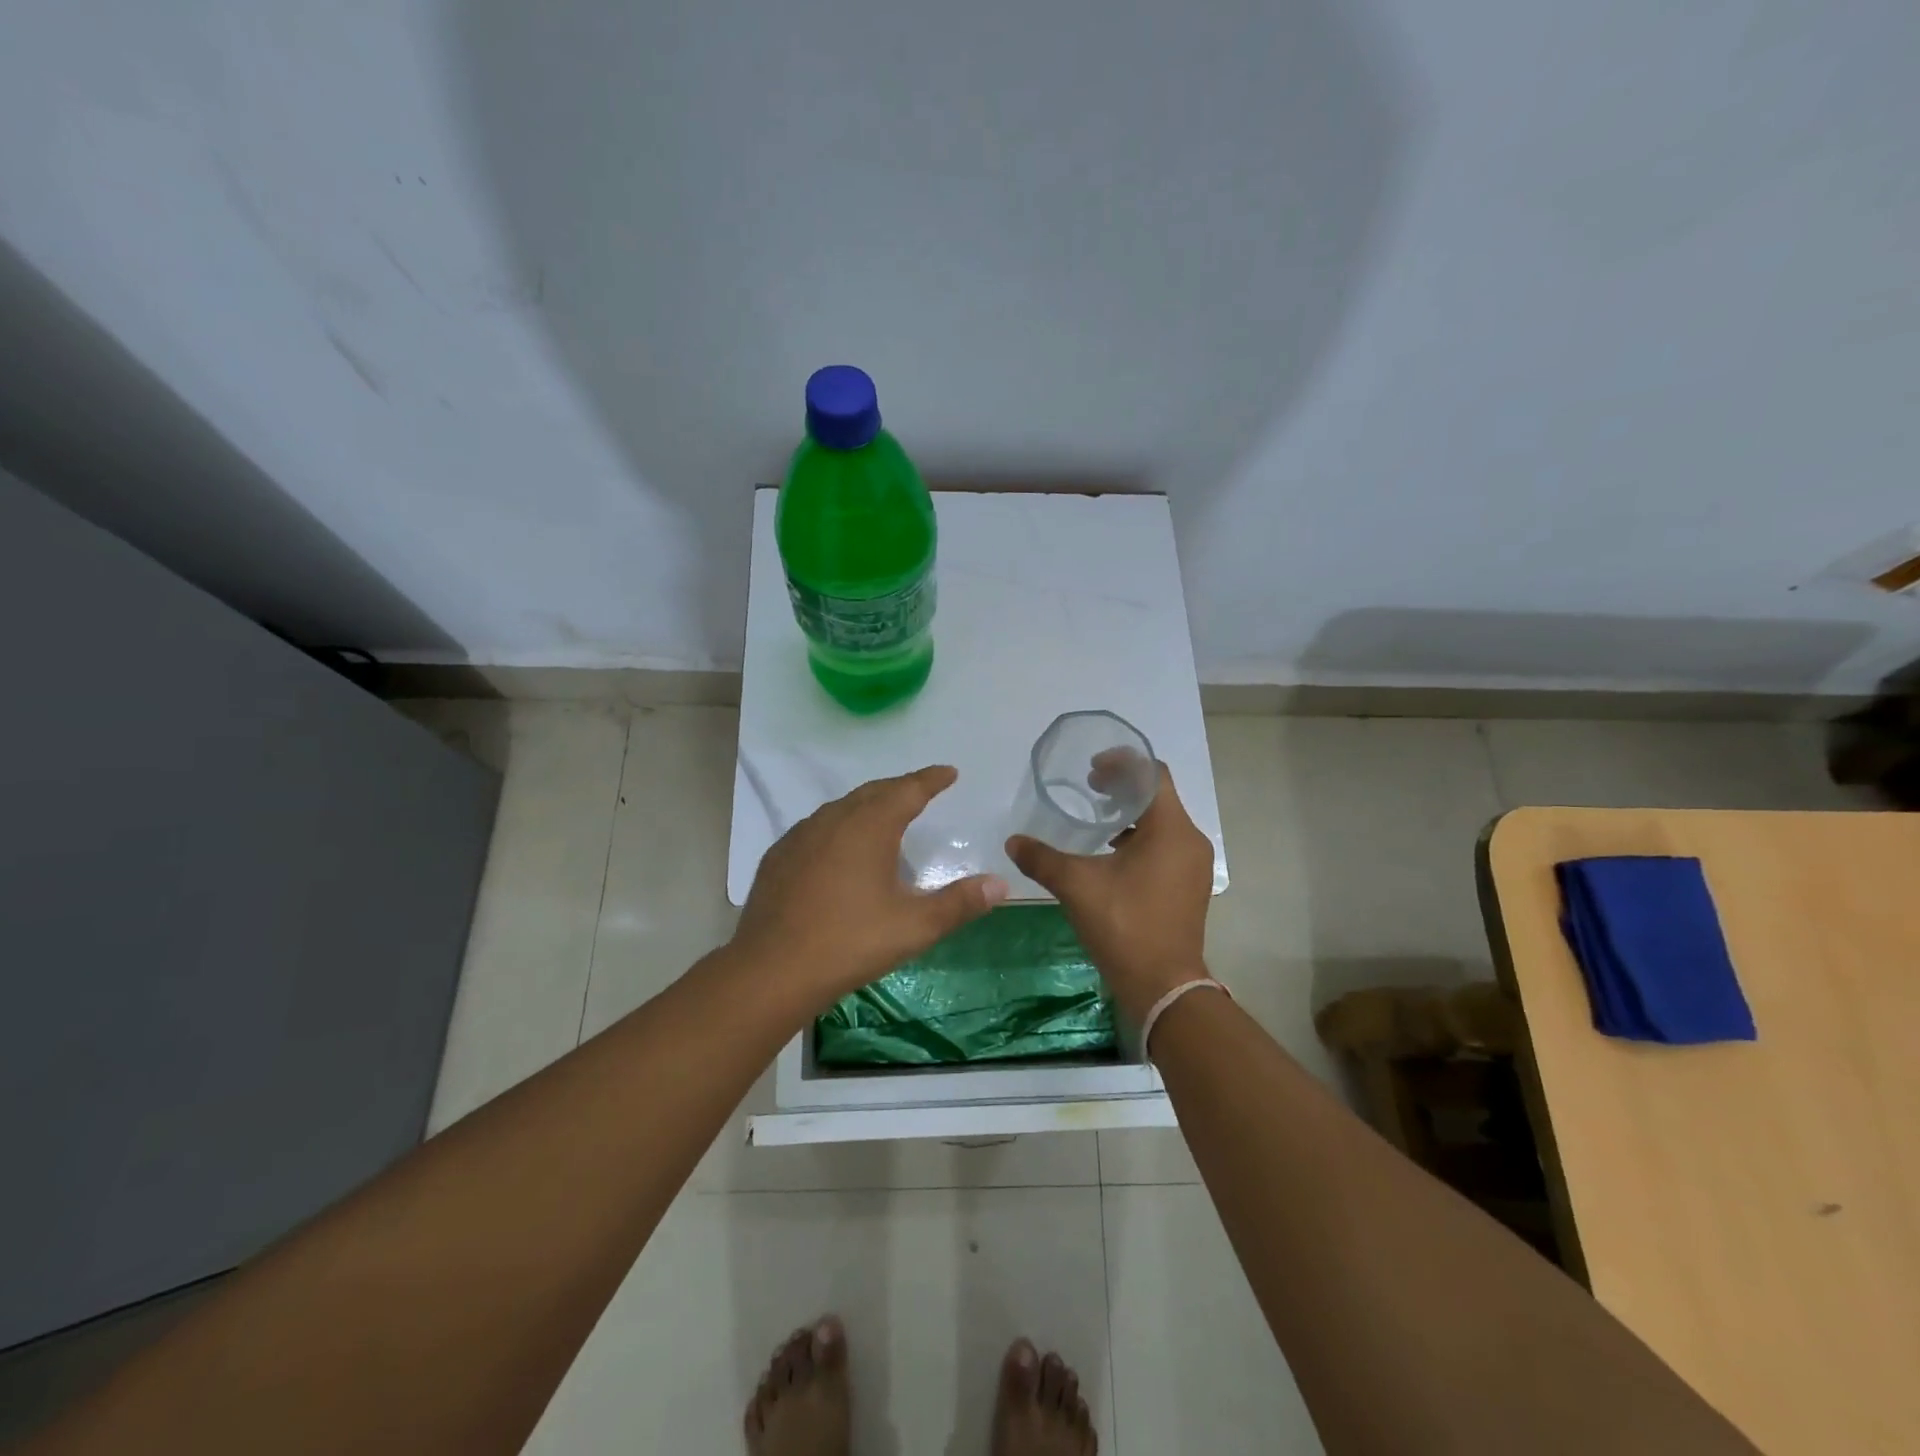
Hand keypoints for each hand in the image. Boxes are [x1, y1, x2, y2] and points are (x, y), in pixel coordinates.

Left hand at [733, 766, 1008, 1007]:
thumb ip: (959, 903)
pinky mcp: (779, 856)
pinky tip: (840, 850)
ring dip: (868, 806)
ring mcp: (801, 836)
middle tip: (921, 792)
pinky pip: (817, 828)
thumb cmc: (850, 942)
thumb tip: (1001, 884)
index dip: (931, 779)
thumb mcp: (914, 927)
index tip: (948, 772)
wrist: (771, 970)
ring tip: (884, 818)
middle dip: (901, 788)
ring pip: (842, 808)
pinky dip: (839, 827)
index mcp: (869, 826)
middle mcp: (834, 819)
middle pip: (874, 792)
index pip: (908, 789)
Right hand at [1006, 763, 1213, 1022]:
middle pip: (1158, 795)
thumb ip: (1042, 858)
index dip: (1122, 763)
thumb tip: (1012, 841)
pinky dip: (1141, 838)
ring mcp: (1194, 865)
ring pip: (1163, 822)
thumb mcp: (1077, 886)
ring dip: (1131, 814)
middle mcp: (1190, 840)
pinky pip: (1166, 845)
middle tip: (1089, 789)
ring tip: (1097, 821)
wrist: (1163, 987)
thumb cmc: (1124, 925)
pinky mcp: (1190, 885)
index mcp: (1170, 829)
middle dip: (1123, 787)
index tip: (1092, 769)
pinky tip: (1111, 854)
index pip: (1153, 774)